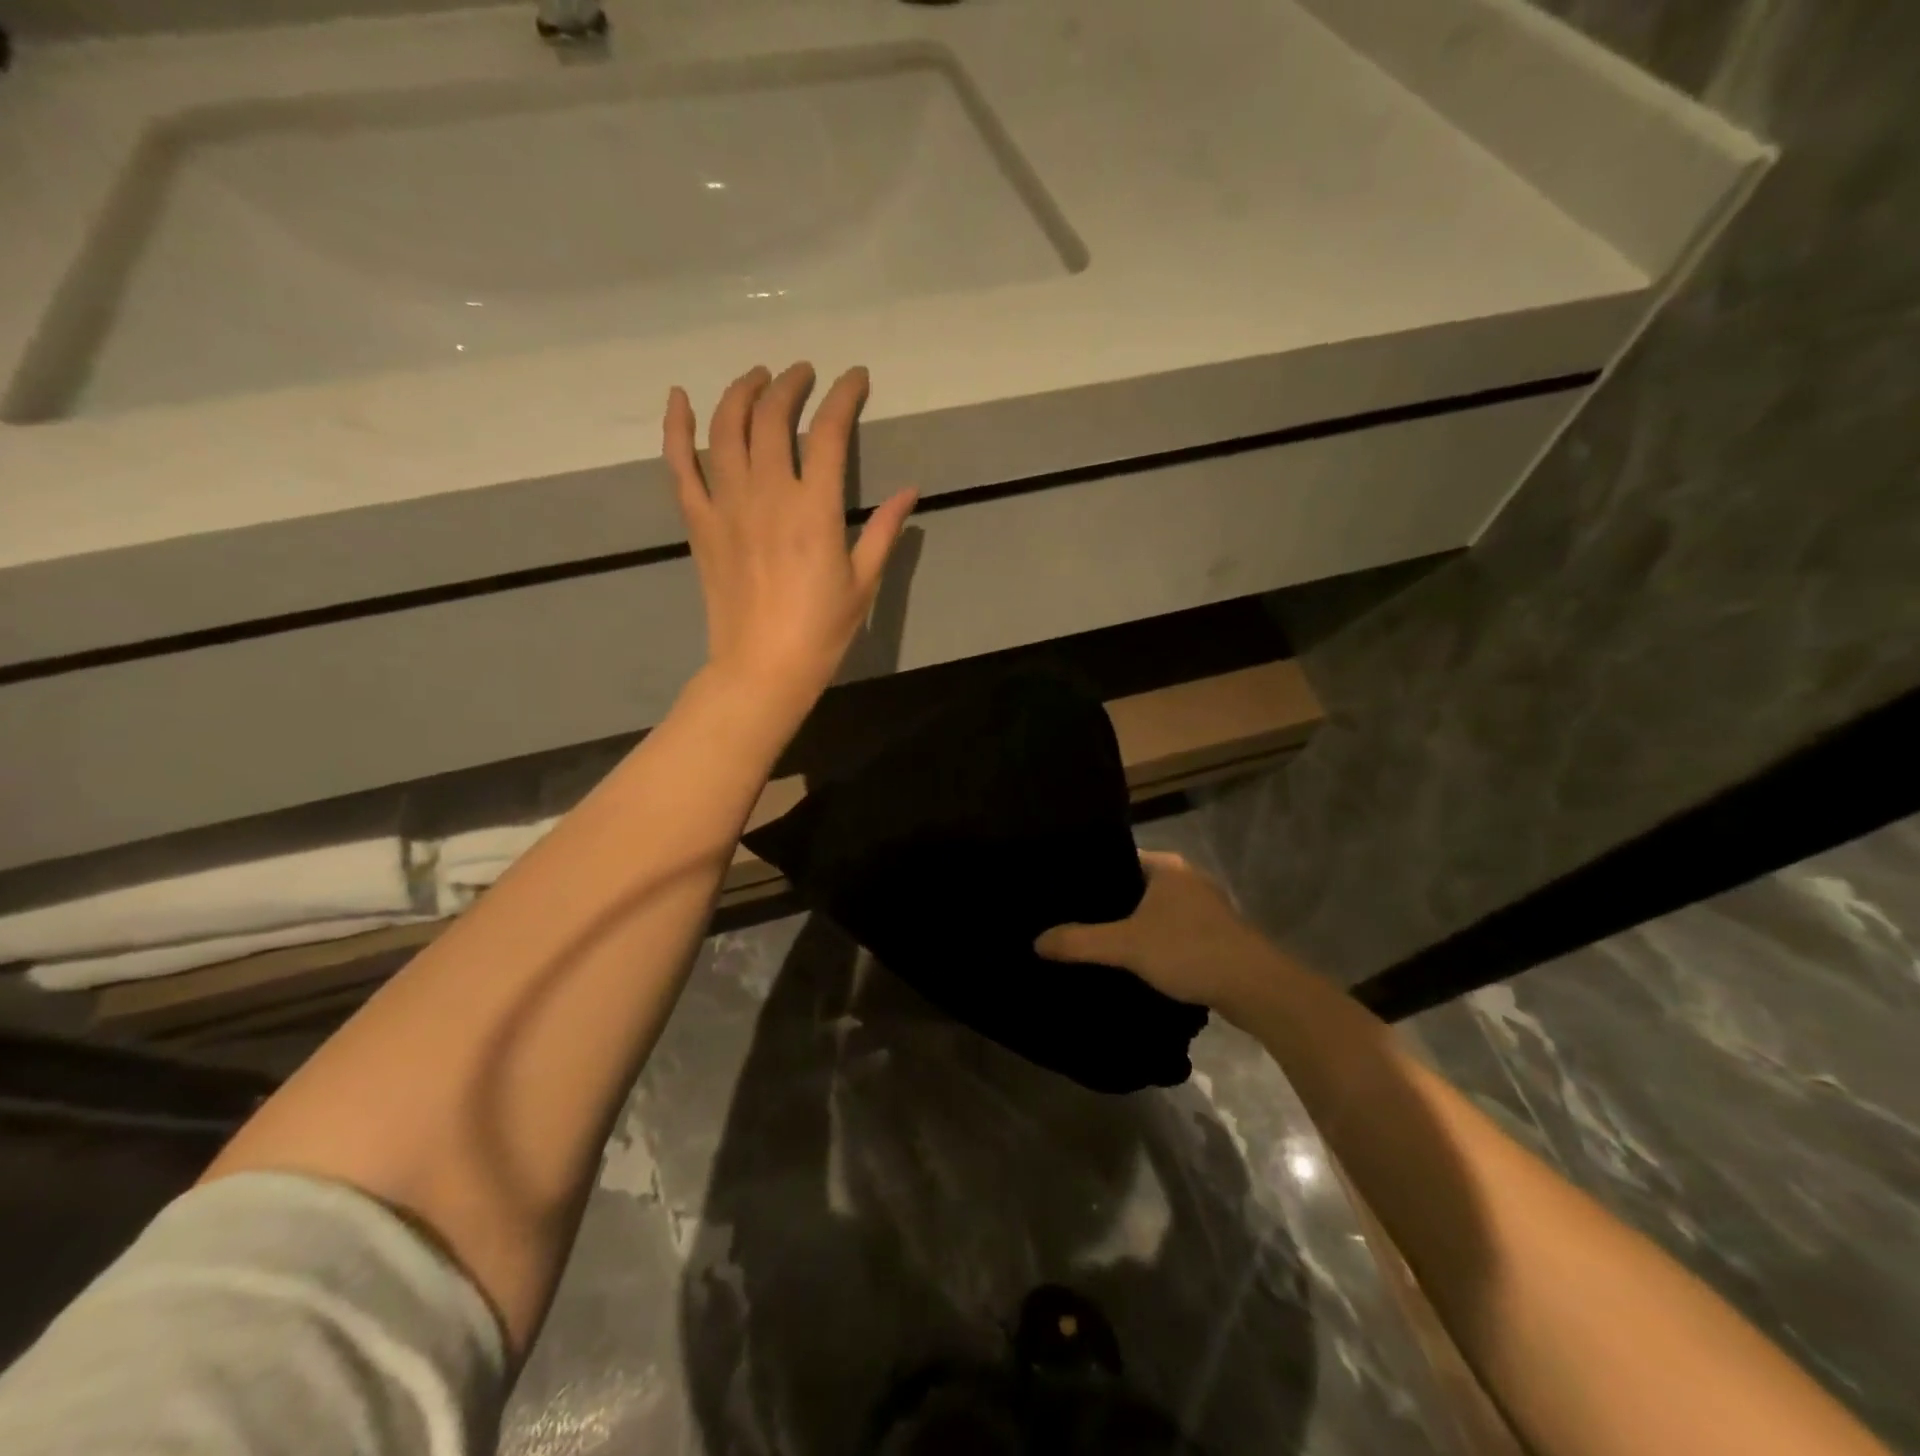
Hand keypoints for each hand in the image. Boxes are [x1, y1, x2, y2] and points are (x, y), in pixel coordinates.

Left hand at [664, 362, 917, 704]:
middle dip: (790, 384)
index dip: (843, 395)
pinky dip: (677, 428)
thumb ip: (884, 531)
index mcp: (815, 509)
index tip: (855, 378)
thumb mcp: (863, 582)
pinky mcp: (700, 523)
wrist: (762, 668)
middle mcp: (768, 494)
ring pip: (726, 428)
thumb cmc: (821, 631)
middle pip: (772, 417)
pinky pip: (680, 465)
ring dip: (741, 392)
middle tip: (803, 375)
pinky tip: (680, 398)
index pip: (828, 431)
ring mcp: (727, 505)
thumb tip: (909, 491)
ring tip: (757, 378)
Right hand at [1035, 851, 1291, 1022]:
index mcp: (1166, 865)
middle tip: (1071, 918)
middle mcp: (1186, 878)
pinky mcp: (1216, 934)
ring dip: (1132, 924)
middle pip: (1135, 884)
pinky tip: (1135, 960)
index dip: (1090, 874)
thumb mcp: (1126, 946)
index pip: (1117, 857)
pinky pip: (1172, 929)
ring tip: (1096, 939)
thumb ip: (1080, 942)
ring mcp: (1205, 906)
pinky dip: (1154, 941)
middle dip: (1108, 903)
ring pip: (1155, 910)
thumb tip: (1036, 942)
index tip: (1062, 891)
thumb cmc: (1189, 950)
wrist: (1256, 988)